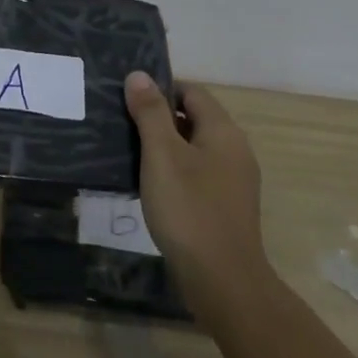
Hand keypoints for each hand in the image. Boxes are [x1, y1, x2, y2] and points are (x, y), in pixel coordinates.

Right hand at [123, 71, 269, 318]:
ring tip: (129, 153)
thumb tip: (139, 75)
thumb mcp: (162, 154)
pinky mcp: (226, 207)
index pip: (192, 92)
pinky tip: (150, 187)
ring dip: (164, 147)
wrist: (223, 282)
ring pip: (194, 148)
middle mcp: (235, 150)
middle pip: (194, 118)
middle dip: (159, 118)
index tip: (128, 99)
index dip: (160, 89)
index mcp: (223, 131)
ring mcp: (234, 181)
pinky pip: (197, 174)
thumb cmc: (189, 209)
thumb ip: (150, 112)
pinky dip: (174, 172)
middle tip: (122, 124)